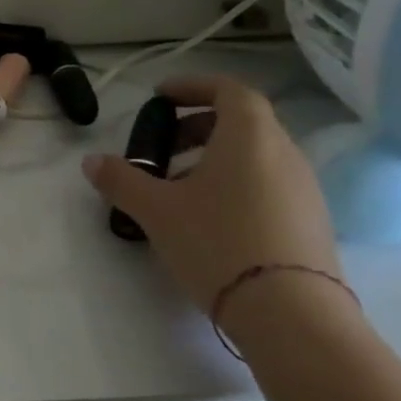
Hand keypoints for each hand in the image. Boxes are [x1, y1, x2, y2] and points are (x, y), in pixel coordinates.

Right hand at [81, 75, 339, 312]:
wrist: (290, 313)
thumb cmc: (217, 242)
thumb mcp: (154, 209)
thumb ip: (121, 179)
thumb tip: (92, 161)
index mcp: (250, 138)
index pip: (230, 90)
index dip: (194, 86)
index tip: (160, 96)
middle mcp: (284, 154)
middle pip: (242, 122)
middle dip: (197, 125)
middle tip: (161, 145)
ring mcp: (303, 190)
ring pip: (254, 155)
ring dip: (213, 157)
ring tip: (176, 187)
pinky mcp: (308, 222)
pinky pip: (266, 184)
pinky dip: (233, 183)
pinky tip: (206, 217)